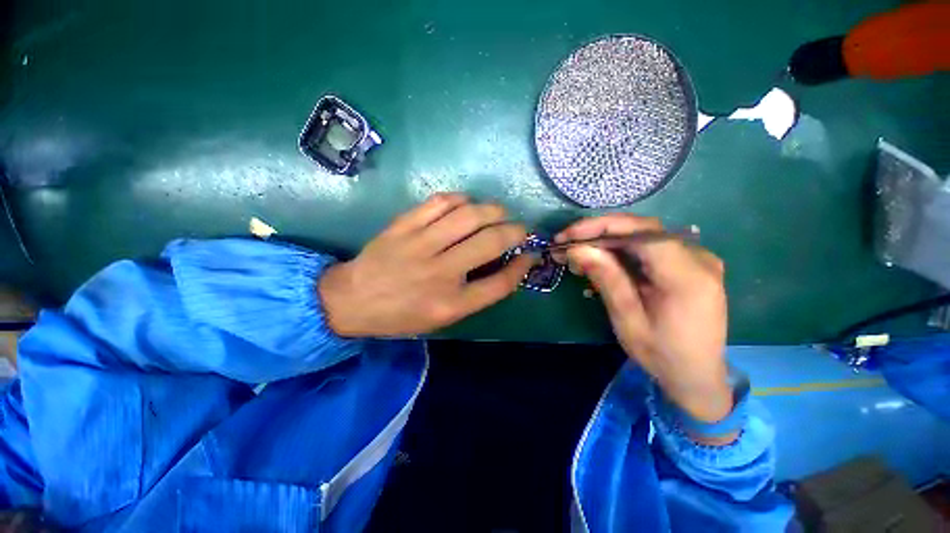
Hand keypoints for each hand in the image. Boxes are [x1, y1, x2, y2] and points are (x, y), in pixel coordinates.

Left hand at [318, 193, 531, 336]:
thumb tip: (504, 266)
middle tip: (520, 228)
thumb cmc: (401, 315)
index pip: (500, 283)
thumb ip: (475, 295)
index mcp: (450, 304)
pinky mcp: (403, 226)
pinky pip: (439, 202)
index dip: (521, 267)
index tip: (529, 255)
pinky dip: (460, 199)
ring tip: (499, 213)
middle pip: (491, 243)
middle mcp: (440, 274)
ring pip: (469, 216)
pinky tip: (466, 204)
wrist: (351, 300)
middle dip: (515, 231)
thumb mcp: (441, 318)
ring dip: (493, 210)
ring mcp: (420, 246)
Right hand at [555, 214, 731, 426]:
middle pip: (642, 228)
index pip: (641, 233)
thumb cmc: (661, 354)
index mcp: (687, 277)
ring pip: (644, 234)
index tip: (567, 236)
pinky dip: (621, 249)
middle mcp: (699, 259)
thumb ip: (607, 280)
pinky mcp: (690, 264)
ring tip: (578, 254)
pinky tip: (601, 261)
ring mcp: (698, 259)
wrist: (698, 375)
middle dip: (599, 232)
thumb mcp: (627, 320)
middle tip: (567, 243)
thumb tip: (578, 249)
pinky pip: (650, 246)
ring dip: (607, 240)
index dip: (601, 228)